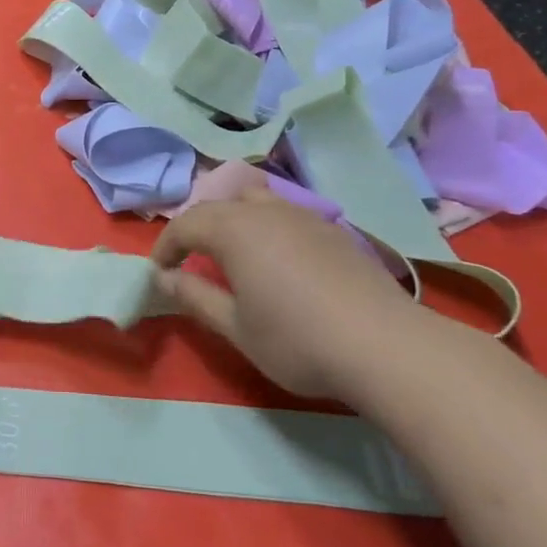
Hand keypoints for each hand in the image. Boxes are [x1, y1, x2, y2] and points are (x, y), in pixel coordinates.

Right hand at [152, 186, 422, 401]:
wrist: (387, 347)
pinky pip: (286, 212)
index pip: (186, 224)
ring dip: (232, 218)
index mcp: (234, 230)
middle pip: (219, 205)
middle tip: (190, 258)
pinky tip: (278, 257)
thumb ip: (194, 297)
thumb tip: (163, 278)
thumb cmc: (297, 340)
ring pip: (255, 199)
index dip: (166, 246)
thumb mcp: (235, 327)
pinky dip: (266, 224)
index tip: (159, 271)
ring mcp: (305, 216)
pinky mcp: (335, 230)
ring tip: (231, 251)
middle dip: (196, 227)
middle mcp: (266, 211)